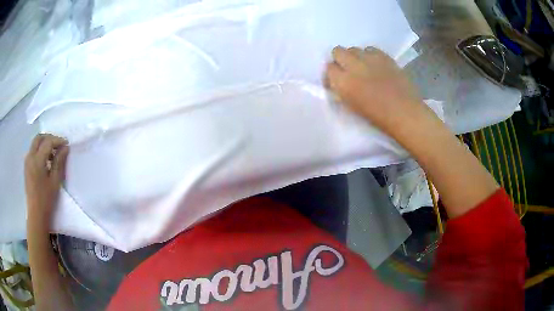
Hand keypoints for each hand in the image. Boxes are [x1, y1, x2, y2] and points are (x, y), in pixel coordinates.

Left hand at [25, 134, 68, 225]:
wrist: (36, 214)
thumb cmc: (46, 199)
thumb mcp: (55, 181)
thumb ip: (59, 162)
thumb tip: (65, 147)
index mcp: (37, 160)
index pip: (48, 142)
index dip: (58, 141)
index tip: (66, 144)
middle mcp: (30, 157)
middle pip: (39, 138)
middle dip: (49, 138)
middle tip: (58, 146)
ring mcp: (27, 161)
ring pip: (35, 143)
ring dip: (44, 144)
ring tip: (53, 155)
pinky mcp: (26, 166)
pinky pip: (33, 151)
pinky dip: (40, 150)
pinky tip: (46, 161)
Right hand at [325, 46, 428, 135]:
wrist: (404, 113)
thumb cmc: (377, 116)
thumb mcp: (351, 106)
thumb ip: (341, 90)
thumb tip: (337, 82)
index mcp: (344, 82)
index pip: (329, 68)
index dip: (331, 74)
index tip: (336, 81)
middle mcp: (353, 65)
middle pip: (338, 51)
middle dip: (340, 59)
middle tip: (347, 70)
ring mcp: (370, 58)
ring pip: (354, 49)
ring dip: (354, 57)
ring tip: (363, 67)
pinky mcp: (384, 56)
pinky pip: (370, 49)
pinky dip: (369, 55)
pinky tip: (375, 65)